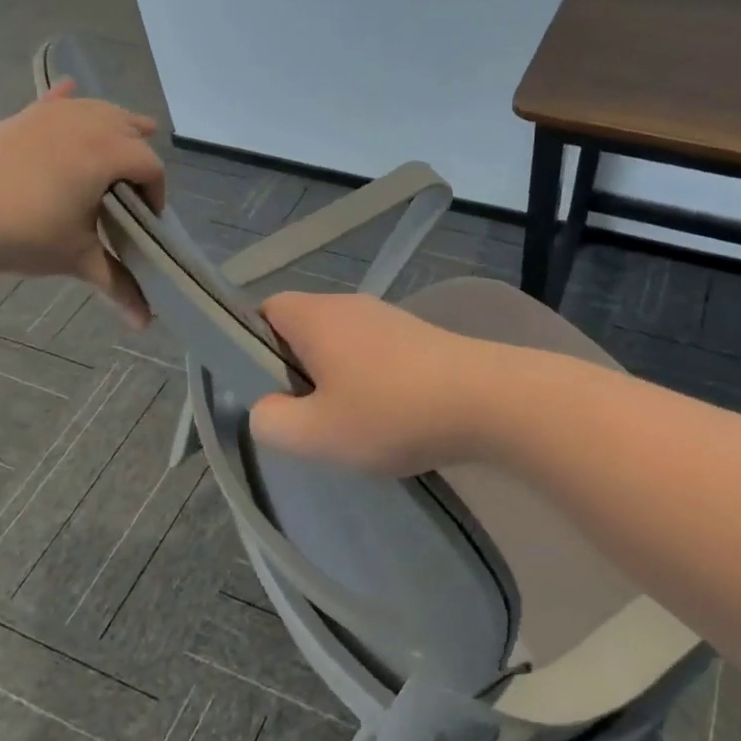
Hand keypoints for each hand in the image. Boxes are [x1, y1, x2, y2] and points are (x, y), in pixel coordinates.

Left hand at [0, 82, 165, 323]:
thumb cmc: (24, 235)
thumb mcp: (77, 259)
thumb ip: (117, 285)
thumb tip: (146, 324)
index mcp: (106, 154)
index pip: (149, 166)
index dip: (157, 192)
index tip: (148, 219)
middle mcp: (83, 125)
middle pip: (127, 127)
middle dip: (140, 151)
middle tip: (139, 183)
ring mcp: (47, 117)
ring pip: (93, 109)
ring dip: (114, 122)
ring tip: (125, 132)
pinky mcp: (18, 119)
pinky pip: (51, 102)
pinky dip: (65, 98)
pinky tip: (71, 89)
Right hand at [250, 292, 497, 474]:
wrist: (489, 401)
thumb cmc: (391, 412)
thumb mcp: (315, 433)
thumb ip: (271, 421)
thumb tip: (266, 407)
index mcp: (317, 316)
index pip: (265, 311)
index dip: (251, 345)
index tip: (261, 388)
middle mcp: (352, 306)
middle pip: (304, 330)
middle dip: (295, 371)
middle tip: (302, 416)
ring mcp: (391, 319)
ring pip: (342, 346)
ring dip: (335, 381)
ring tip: (346, 424)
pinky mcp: (421, 339)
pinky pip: (376, 356)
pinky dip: (370, 383)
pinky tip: (386, 418)